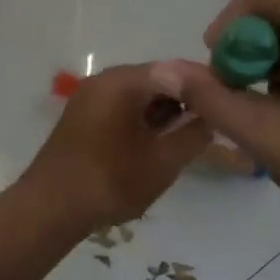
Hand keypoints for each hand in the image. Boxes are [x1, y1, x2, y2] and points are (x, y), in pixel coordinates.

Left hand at [20, 64, 211, 233]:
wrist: (49, 210)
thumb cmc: (110, 181)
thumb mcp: (163, 161)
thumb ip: (193, 134)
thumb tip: (212, 117)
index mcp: (123, 81)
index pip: (177, 70)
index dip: (207, 84)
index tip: (230, 102)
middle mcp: (105, 80)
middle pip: (158, 80)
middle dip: (187, 99)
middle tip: (214, 123)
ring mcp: (91, 98)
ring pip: (140, 96)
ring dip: (166, 113)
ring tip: (189, 137)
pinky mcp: (84, 119)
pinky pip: (123, 108)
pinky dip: (144, 121)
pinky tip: (158, 144)